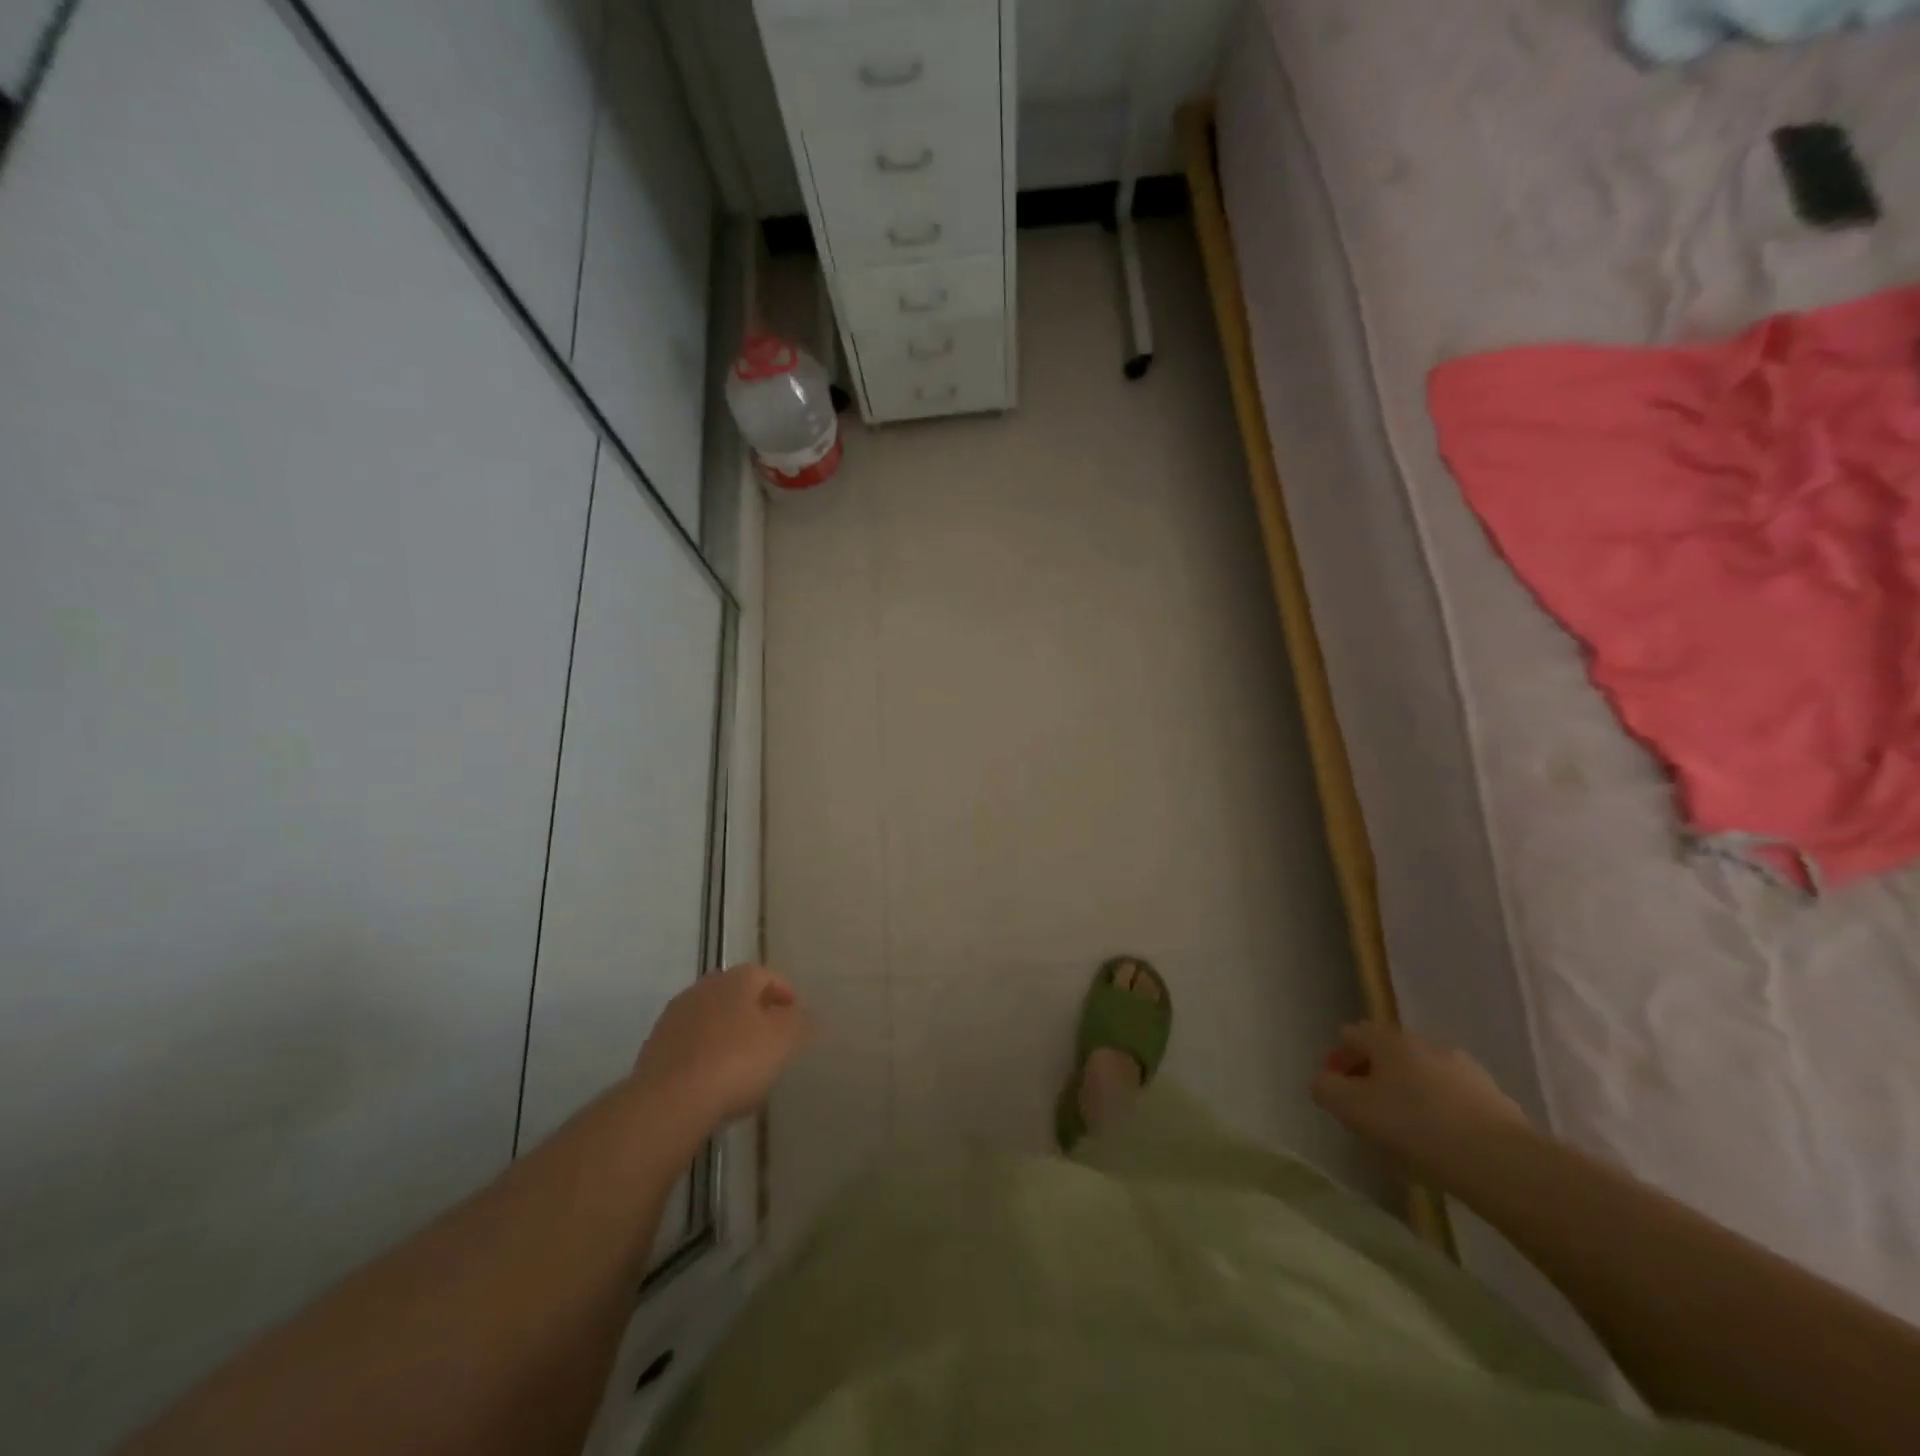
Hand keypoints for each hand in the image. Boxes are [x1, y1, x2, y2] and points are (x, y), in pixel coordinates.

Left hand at [632, 965, 806, 1133]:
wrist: (669, 1101)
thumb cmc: (736, 1062)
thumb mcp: (782, 1041)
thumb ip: (796, 1022)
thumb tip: (798, 1014)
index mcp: (736, 979)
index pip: (766, 975)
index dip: (783, 992)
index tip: (794, 1015)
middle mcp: (704, 987)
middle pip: (735, 994)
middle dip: (754, 1010)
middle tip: (770, 1036)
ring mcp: (676, 1015)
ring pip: (711, 1016)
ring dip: (727, 1031)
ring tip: (742, 1061)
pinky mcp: (655, 1046)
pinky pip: (691, 1042)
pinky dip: (705, 1052)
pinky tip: (713, 1078)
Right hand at [1311, 1021, 1531, 1181]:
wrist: (1502, 1163)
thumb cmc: (1414, 1127)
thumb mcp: (1352, 1109)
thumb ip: (1326, 1089)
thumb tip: (1323, 1081)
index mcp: (1389, 1039)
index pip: (1352, 1034)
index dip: (1338, 1060)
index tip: (1335, 1092)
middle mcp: (1425, 1043)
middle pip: (1388, 1055)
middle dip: (1373, 1078)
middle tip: (1366, 1114)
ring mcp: (1464, 1069)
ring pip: (1421, 1077)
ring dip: (1407, 1096)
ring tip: (1404, 1136)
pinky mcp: (1494, 1099)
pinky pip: (1452, 1100)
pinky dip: (1439, 1114)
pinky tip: (1439, 1146)